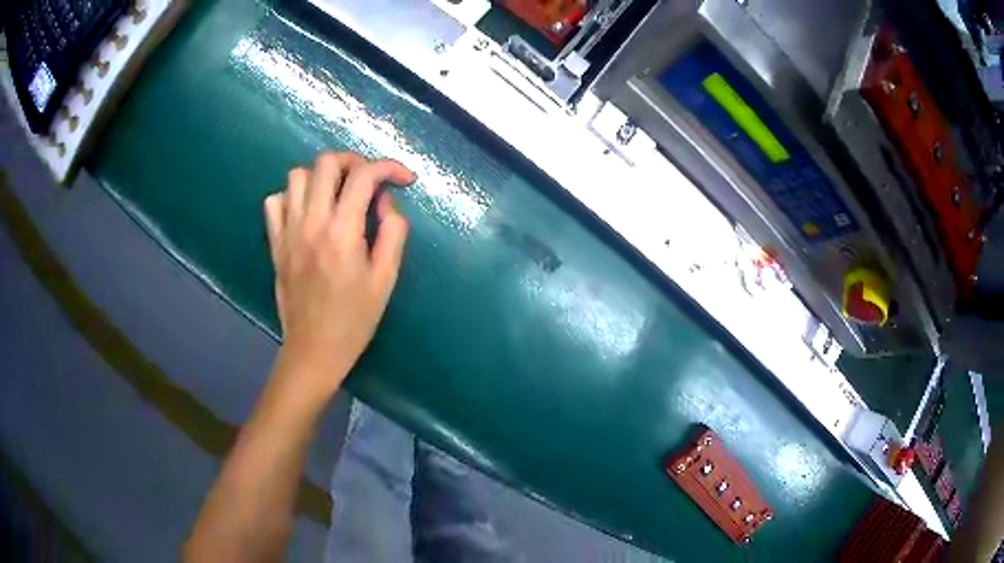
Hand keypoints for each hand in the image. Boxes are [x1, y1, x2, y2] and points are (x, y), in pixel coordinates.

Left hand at [263, 152, 413, 401]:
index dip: (389, 167)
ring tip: (336, 195)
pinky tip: (307, 212)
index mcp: (342, 232)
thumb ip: (392, 233)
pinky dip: (292, 196)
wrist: (313, 350)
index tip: (404, 179)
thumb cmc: (354, 320)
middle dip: (353, 161)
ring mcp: (287, 231)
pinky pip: (275, 201)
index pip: (363, 175)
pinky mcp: (275, 243)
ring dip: (320, 177)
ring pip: (296, 175)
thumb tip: (385, 202)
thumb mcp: (386, 279)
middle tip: (368, 180)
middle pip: (325, 163)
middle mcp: (310, 222)